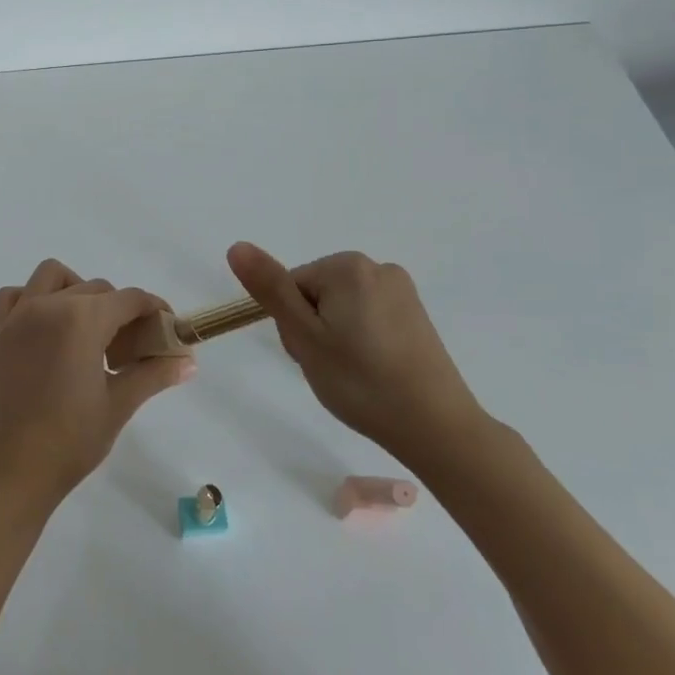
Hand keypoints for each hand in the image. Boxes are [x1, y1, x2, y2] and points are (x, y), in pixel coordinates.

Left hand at [0, 259, 195, 512]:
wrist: (11, 472)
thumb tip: (188, 361)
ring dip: (76, 290)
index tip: (168, 328)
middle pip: (96, 288)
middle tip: (131, 346)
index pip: (129, 298)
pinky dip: (32, 299)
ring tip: (88, 328)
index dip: (154, 309)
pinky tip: (45, 328)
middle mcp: (48, 306)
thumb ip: (153, 374)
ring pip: (53, 277)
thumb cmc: (70, 440)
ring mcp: (18, 316)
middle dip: (120, 309)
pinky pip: (14, 295)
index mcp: (82, 320)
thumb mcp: (118, 405)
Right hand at [227, 242, 489, 474]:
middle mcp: (378, 267)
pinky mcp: (415, 314)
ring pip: (341, 307)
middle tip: (330, 367)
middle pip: (316, 292)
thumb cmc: (361, 382)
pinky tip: (374, 370)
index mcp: (348, 266)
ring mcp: (401, 290)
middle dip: (314, 328)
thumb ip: (270, 289)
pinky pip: (368, 317)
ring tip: (353, 374)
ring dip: (336, 336)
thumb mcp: (304, 337)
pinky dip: (362, 341)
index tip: (311, 355)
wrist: (437, 428)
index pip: (292, 286)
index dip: (293, 324)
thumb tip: (237, 246)